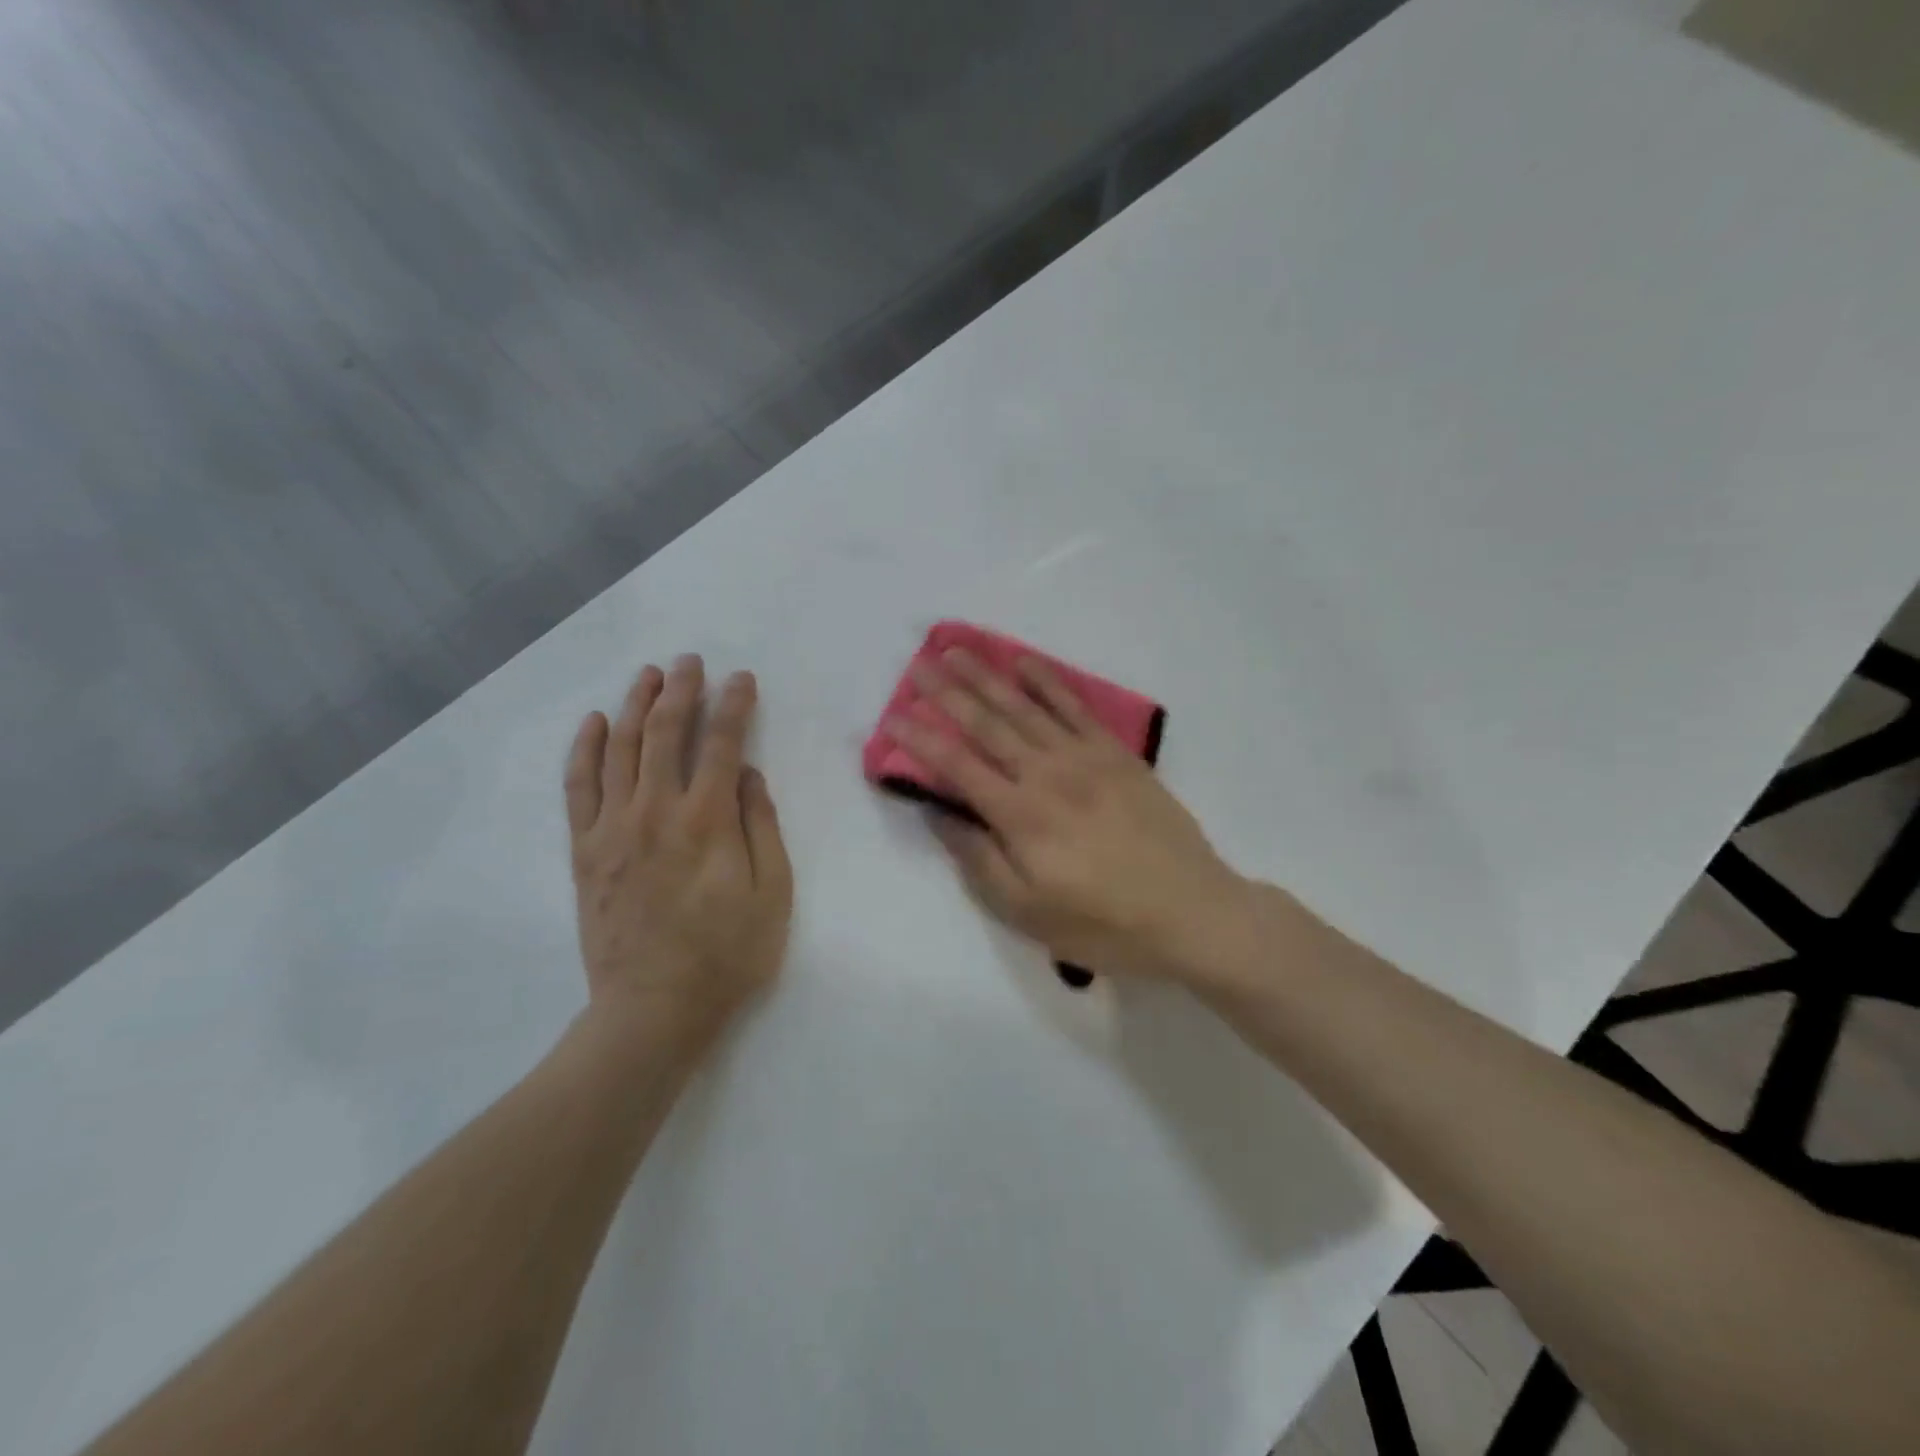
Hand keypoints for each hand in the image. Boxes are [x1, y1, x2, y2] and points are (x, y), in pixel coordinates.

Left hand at [565, 655, 793, 1050]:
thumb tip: (750, 775)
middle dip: (680, 690)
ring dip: (633, 705)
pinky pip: (578, 787)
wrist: (653, 1010)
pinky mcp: (585, 850)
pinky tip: (593, 722)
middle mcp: (655, 812)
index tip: (742, 678)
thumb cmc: (727, 955)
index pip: (723, 743)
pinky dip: (584, 749)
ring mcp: (613, 829)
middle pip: (664, 733)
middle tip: (690, 662)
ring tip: (647, 674)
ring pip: (619, 749)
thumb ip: (762, 827)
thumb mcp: (772, 894)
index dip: (734, 705)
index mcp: (707, 821)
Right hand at [887, 649, 1253, 982]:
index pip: (957, 766)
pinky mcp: (1117, 754)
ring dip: (988, 676)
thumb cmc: (1104, 923)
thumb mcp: (1028, 912)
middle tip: (918, 666)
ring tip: (958, 650)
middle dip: (947, 694)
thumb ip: (979, 859)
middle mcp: (1046, 774)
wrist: (1192, 911)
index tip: (892, 716)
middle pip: (987, 725)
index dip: (921, 740)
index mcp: (1020, 816)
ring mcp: (1085, 757)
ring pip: (1025, 707)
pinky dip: (1048, 681)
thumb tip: (940, 813)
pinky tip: (1025, 663)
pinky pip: (1075, 707)